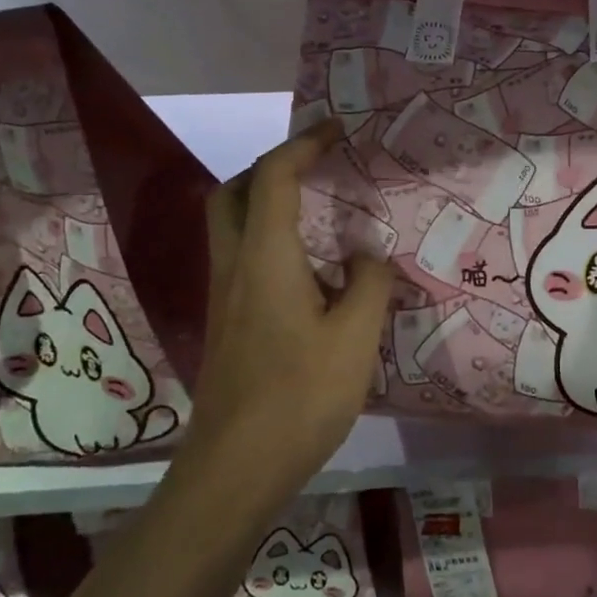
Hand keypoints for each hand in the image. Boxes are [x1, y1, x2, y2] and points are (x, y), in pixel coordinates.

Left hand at [186, 120, 393, 493]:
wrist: (237, 467)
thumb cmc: (300, 396)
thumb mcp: (355, 337)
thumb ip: (369, 284)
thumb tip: (365, 256)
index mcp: (266, 259)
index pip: (275, 179)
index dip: (303, 145)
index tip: (336, 130)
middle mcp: (236, 267)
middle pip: (234, 194)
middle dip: (271, 166)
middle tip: (316, 166)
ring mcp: (227, 298)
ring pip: (235, 227)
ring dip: (270, 203)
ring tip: (322, 211)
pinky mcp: (230, 324)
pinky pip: (247, 259)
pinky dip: (274, 241)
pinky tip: (314, 272)